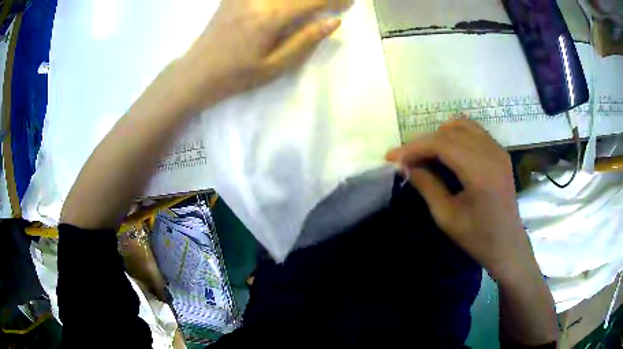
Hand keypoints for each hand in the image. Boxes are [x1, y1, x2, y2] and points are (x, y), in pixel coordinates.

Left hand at [178, 0, 351, 110]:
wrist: (196, 73)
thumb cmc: (236, 76)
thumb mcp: (275, 67)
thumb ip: (305, 41)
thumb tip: (333, 22)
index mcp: (269, 17)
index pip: (311, 0)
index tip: (349, 2)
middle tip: (335, 1)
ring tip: (310, 4)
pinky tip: (286, 3)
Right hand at [385, 120, 533, 280]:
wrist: (508, 245)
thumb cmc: (478, 238)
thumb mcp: (446, 217)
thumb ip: (426, 186)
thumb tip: (405, 166)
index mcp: (480, 171)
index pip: (441, 144)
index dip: (413, 147)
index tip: (392, 158)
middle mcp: (491, 152)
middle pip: (449, 131)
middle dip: (423, 142)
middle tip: (405, 159)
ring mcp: (498, 150)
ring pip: (462, 125)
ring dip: (439, 136)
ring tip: (425, 155)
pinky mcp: (500, 152)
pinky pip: (474, 132)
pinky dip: (455, 136)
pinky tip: (446, 153)